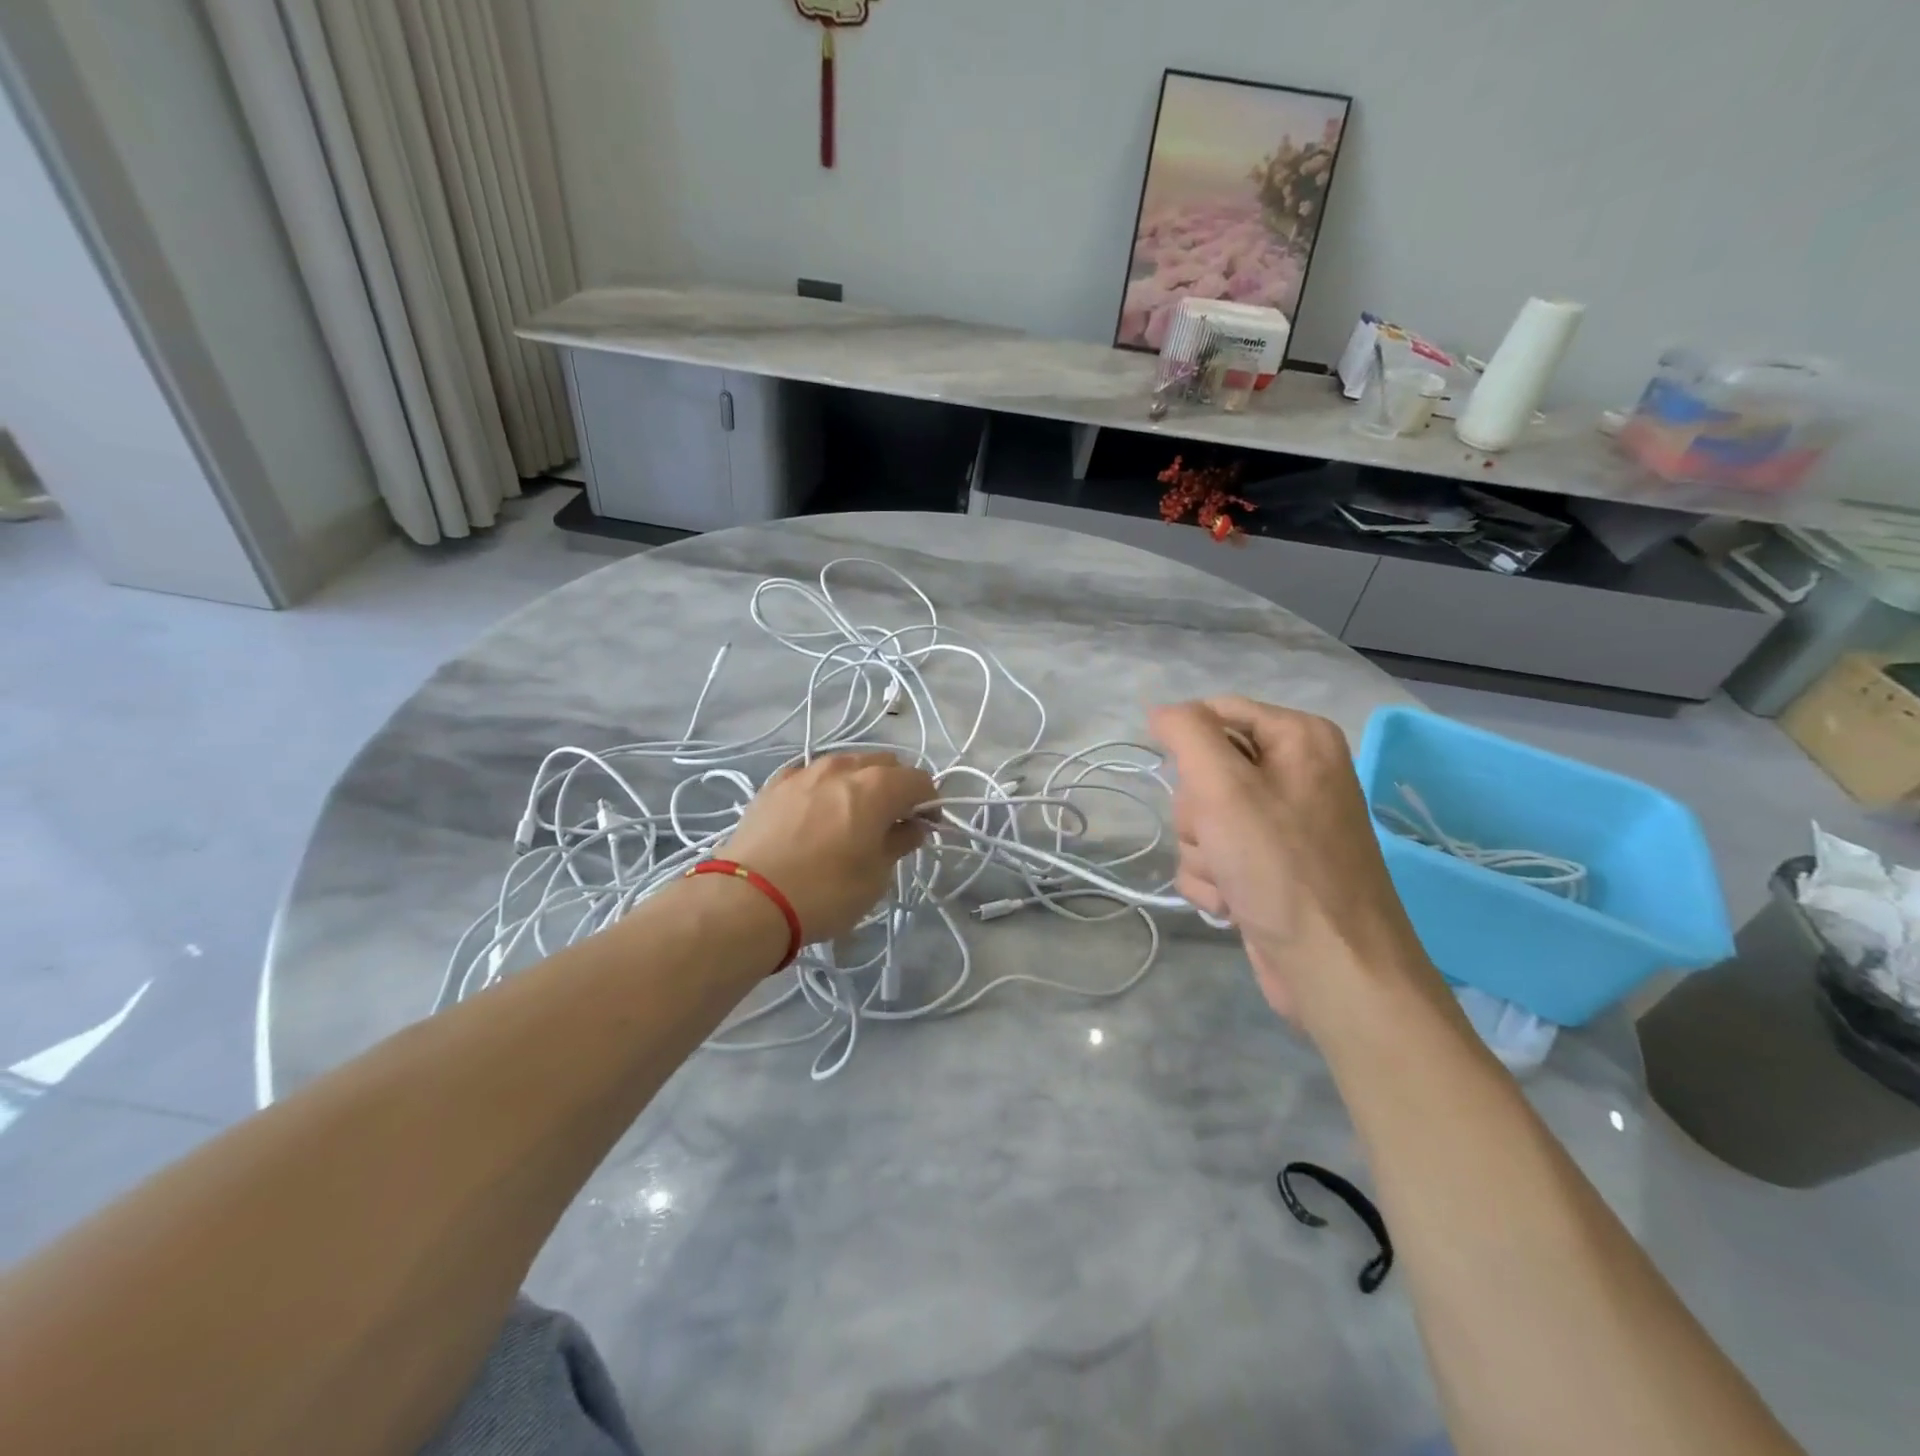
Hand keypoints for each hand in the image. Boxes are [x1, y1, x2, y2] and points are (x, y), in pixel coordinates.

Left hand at [722, 751, 935, 942]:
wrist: (748, 899)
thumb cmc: (826, 891)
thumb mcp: (876, 876)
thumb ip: (899, 843)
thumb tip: (913, 826)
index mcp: (877, 786)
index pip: (919, 781)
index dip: (929, 803)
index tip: (925, 828)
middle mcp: (843, 768)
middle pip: (884, 764)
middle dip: (896, 787)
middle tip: (892, 822)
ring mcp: (804, 771)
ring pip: (846, 765)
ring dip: (859, 784)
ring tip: (852, 816)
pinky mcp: (774, 785)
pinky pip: (811, 776)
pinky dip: (823, 789)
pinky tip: (816, 814)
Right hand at [1148, 697, 1441, 1025]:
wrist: (1333, 968)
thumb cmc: (1280, 867)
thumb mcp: (1224, 786)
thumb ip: (1187, 733)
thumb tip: (1160, 710)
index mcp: (1298, 738)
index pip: (1214, 712)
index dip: (1187, 746)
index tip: (1187, 784)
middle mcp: (1294, 773)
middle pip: (1203, 770)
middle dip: (1198, 812)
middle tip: (1222, 838)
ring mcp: (1281, 824)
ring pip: (1201, 818)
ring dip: (1201, 853)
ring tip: (1232, 879)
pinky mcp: (1268, 867)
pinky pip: (1212, 855)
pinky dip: (1211, 881)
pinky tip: (1232, 904)